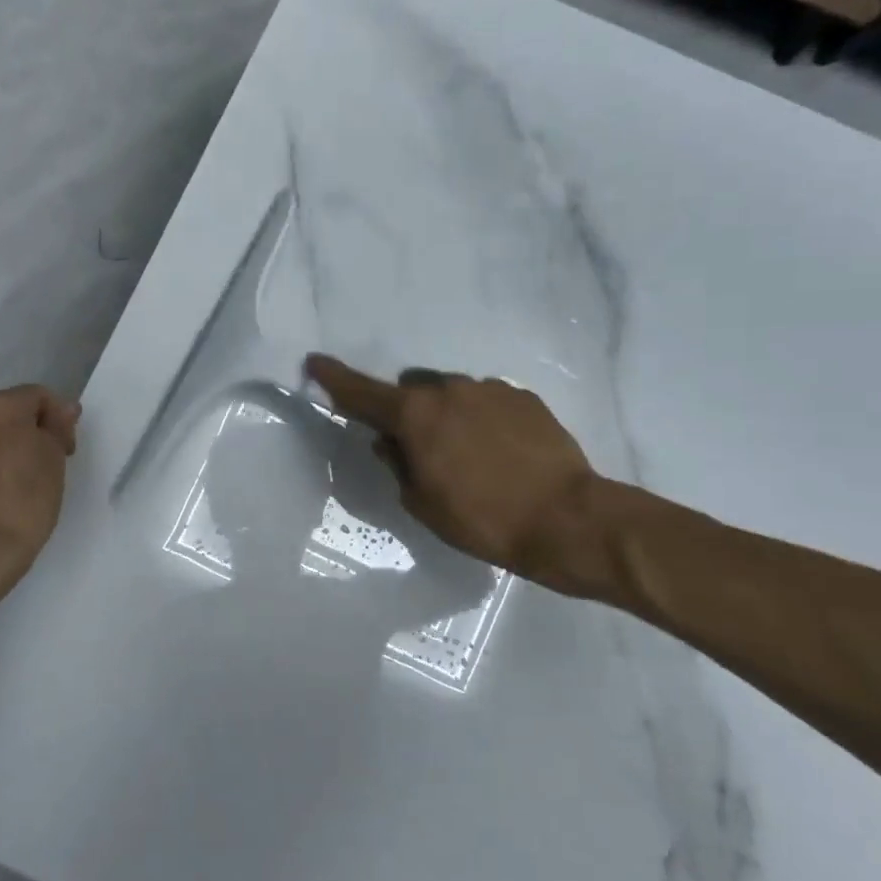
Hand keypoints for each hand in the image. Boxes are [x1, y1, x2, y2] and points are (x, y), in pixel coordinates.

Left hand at [0, 385, 80, 600]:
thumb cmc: (25, 502)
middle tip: (39, 466)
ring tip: (7, 485)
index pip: (36, 396)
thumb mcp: (54, 461)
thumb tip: (62, 409)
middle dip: (22, 433)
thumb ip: (56, 427)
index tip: (66, 450)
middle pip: (2, 415)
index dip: (58, 419)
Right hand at [306, 355, 614, 599]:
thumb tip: (389, 443)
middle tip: (422, 451)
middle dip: (409, 413)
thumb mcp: (422, 502)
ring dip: (448, 417)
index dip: (334, 379)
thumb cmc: (482, 518)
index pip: (362, 392)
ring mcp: (490, 389)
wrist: (566, 519)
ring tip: (471, 457)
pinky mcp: (524, 397)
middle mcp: (449, 389)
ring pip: (452, 395)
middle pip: (413, 392)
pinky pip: (487, 402)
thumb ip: (398, 464)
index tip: (315, 362)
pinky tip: (501, 453)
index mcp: (416, 414)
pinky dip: (482, 421)